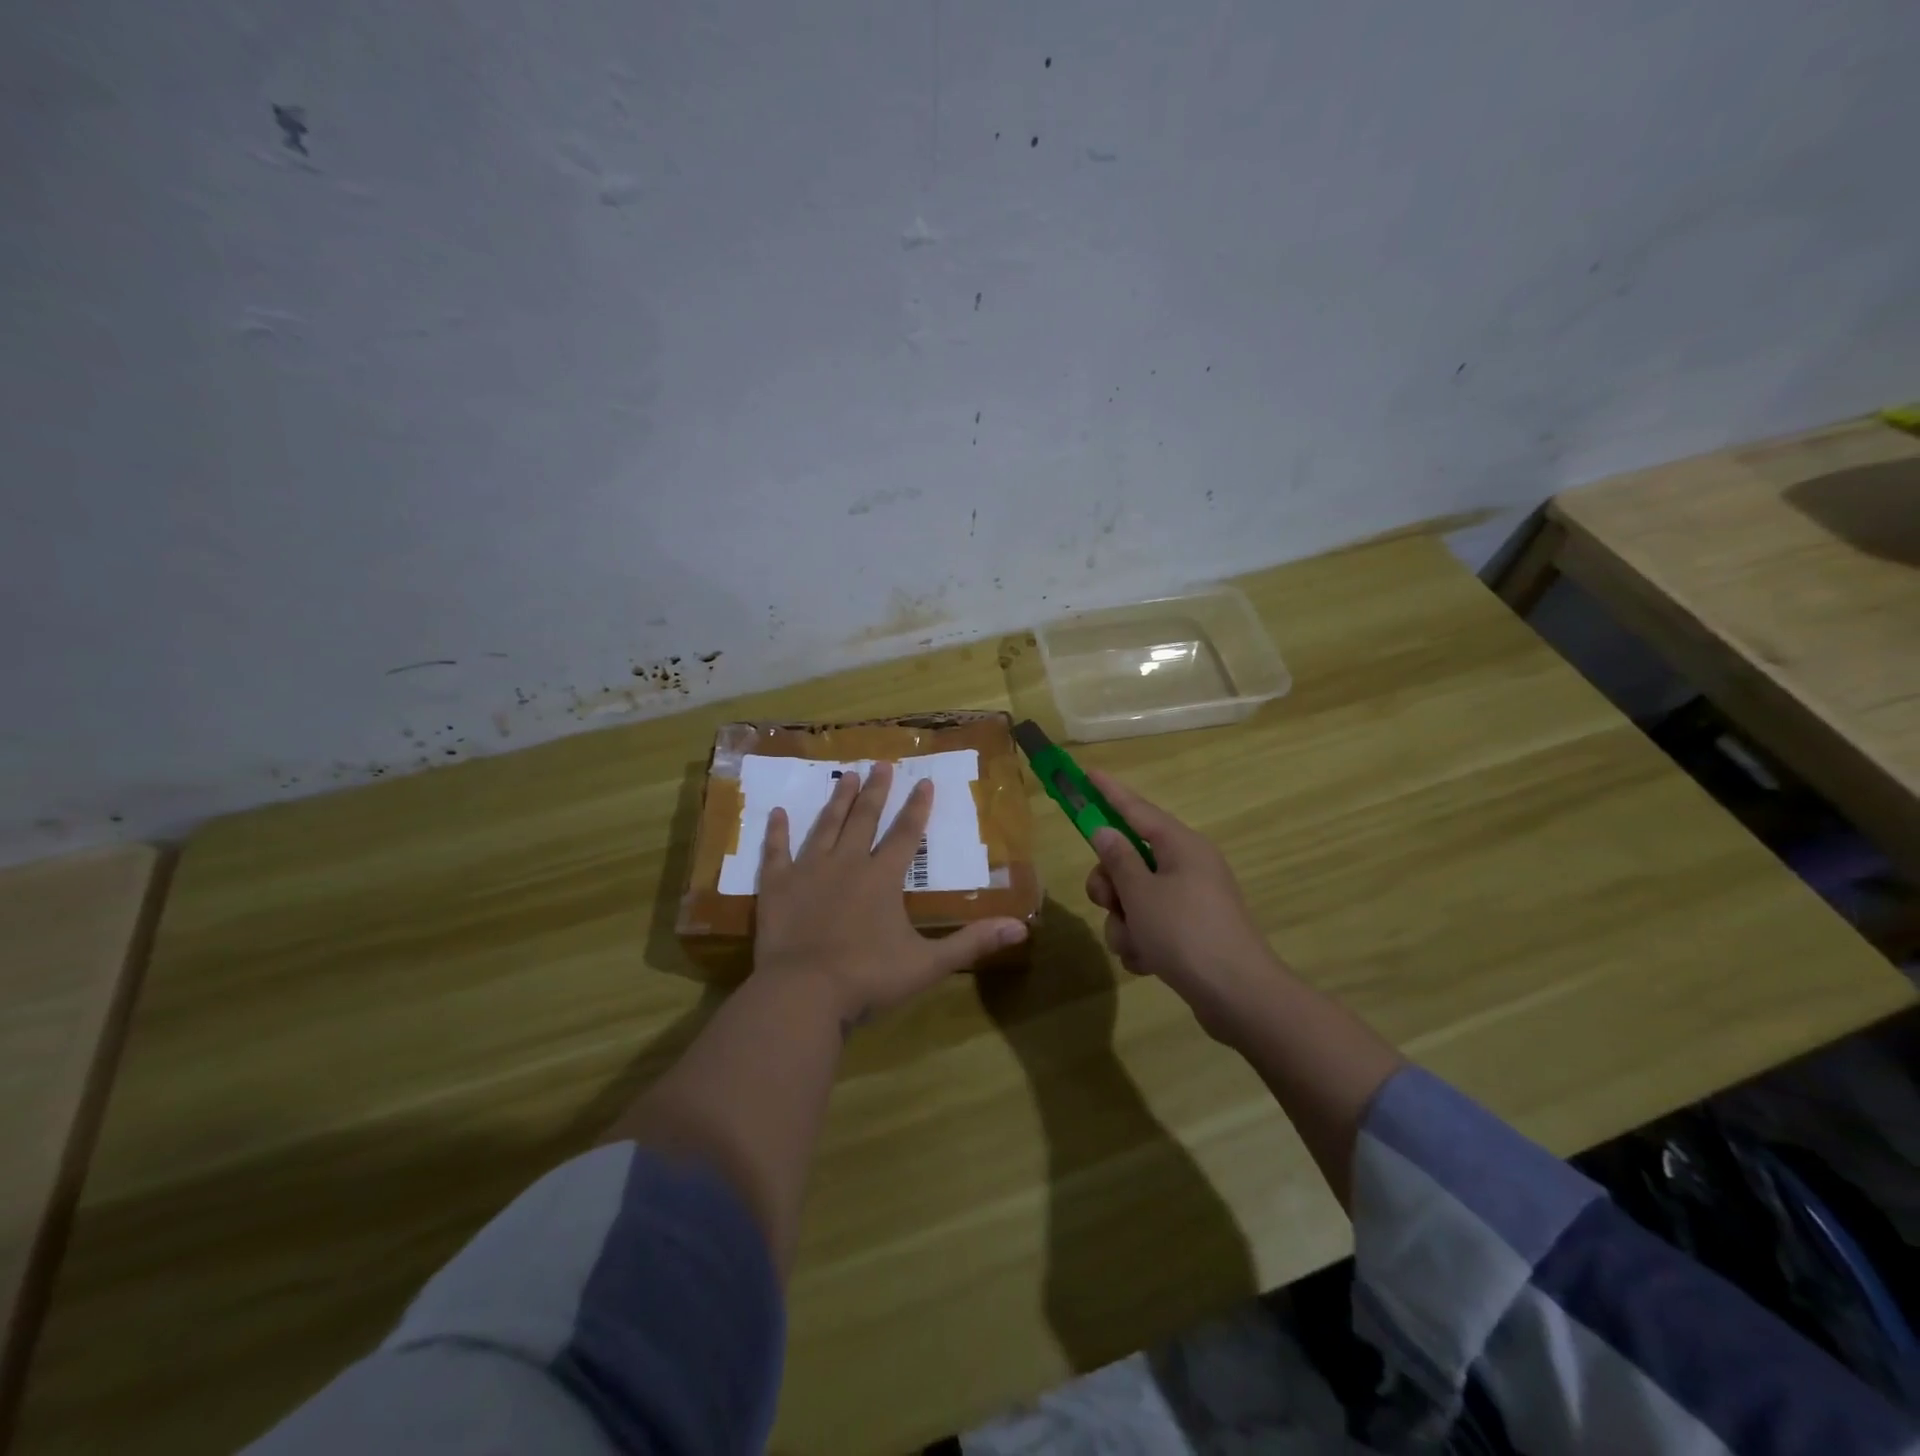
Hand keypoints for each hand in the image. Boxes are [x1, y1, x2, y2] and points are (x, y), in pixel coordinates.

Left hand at [753, 761, 1029, 1025]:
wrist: (803, 994)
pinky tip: (777, 812)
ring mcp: (808, 871)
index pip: (906, 834)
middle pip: (864, 819)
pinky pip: (776, 852)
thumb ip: (972, 942)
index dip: (917, 807)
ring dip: (837, 801)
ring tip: (846, 776)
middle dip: (876, 791)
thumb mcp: (928, 964)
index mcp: (882, 878)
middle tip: (881, 764)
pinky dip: (777, 832)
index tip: (924, 781)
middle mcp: (847, 864)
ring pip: (826, 826)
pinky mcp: (777, 886)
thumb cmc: (868, 978)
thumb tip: (1022, 926)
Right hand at [1083, 768, 1283, 1041]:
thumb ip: (1118, 859)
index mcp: (1181, 846)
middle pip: (1129, 860)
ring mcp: (1190, 901)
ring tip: (1135, 945)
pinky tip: (1147, 963)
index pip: (1136, 809)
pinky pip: (1150, 925)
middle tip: (1108, 902)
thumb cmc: (1186, 934)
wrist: (1238, 997)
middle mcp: (1187, 866)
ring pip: (1134, 898)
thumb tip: (1105, 830)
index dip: (1108, 792)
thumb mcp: (1141, 893)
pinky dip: (1141, 942)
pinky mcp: (1190, 933)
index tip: (1086, 773)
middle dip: (1111, 885)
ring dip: (1124, 923)